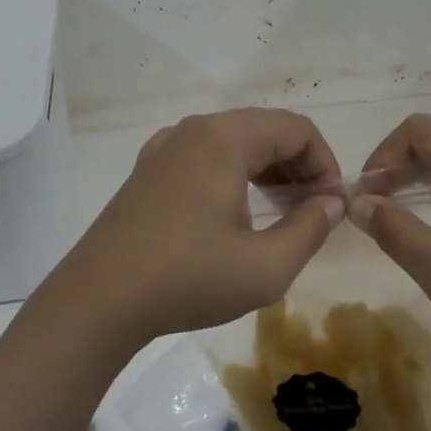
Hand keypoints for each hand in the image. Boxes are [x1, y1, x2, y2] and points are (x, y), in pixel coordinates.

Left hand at [49, 109, 343, 341]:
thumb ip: (311, 228)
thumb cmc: (187, 280)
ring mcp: (165, 148)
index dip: (326, 163)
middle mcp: (193, 130)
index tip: (333, 206)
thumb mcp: (265, 267)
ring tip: (283, 212)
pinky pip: (206, 156)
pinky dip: (235, 173)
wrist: (97, 302)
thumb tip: (332, 202)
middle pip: (265, 129)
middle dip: (299, 165)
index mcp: (224, 139)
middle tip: (314, 210)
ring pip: (234, 141)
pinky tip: (237, 213)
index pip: (296, 129)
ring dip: (268, 169)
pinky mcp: (148, 170)